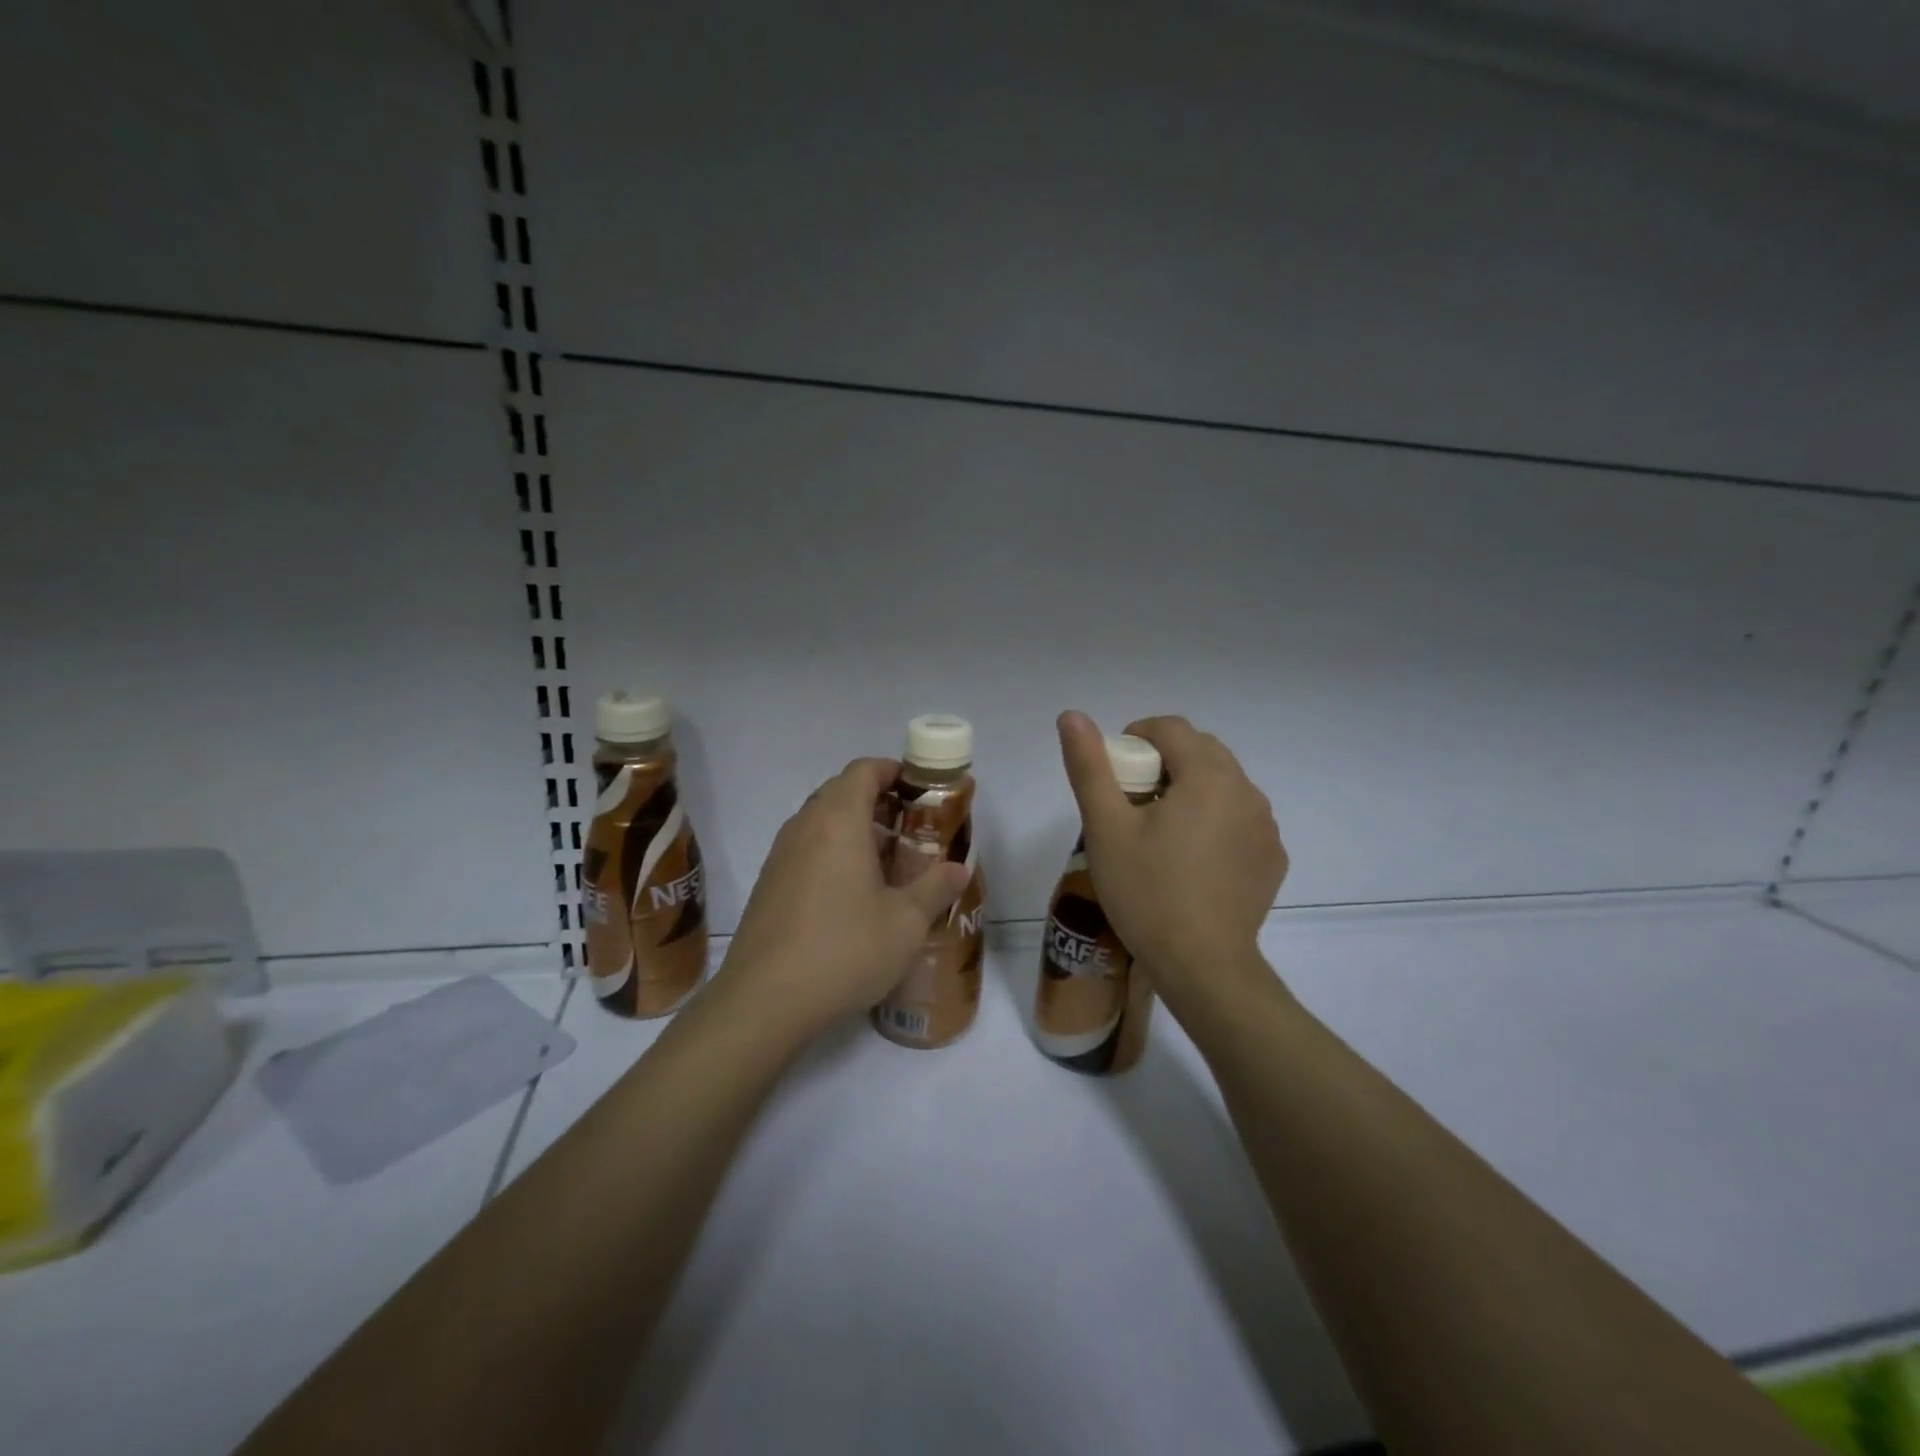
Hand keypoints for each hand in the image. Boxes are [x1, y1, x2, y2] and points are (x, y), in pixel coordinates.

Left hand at [716, 757, 970, 1040]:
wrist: (764, 1000)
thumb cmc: (844, 949)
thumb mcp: (905, 923)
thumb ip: (935, 888)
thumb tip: (959, 869)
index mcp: (838, 821)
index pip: (864, 770)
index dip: (893, 772)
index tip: (920, 793)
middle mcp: (804, 826)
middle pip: (841, 791)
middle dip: (878, 802)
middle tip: (910, 832)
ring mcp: (780, 855)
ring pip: (821, 821)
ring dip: (854, 829)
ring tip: (886, 864)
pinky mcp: (768, 883)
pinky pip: (805, 848)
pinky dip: (832, 853)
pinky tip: (852, 895)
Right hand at [1056, 711, 1287, 1011]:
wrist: (1202, 965)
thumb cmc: (1147, 891)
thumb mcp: (1105, 827)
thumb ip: (1089, 766)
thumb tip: (1072, 715)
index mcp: (1208, 776)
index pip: (1171, 729)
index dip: (1136, 737)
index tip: (1114, 772)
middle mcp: (1247, 791)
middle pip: (1201, 751)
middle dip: (1164, 762)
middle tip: (1132, 802)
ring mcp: (1266, 827)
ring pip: (1223, 785)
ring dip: (1192, 790)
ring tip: (1161, 832)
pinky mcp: (1272, 859)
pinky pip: (1240, 819)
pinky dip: (1215, 820)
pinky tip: (1193, 859)